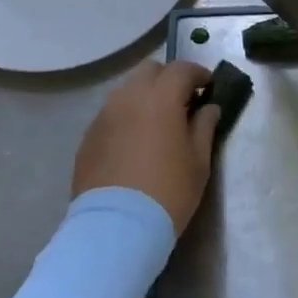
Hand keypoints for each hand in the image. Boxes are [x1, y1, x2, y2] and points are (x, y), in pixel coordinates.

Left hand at [73, 59, 217, 233]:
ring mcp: (104, 115)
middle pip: (150, 70)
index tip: (208, 87)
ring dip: (145, 96)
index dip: (198, 74)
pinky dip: (126, 117)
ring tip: (156, 122)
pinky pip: (112, 114)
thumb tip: (209, 108)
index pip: (181, 69)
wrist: (116, 228)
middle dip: (168, 78)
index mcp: (160, 97)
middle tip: (182, 101)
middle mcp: (129, 96)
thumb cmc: (168, 192)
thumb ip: (205, 127)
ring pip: (127, 90)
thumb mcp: (198, 161)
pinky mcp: (88, 136)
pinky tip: (134, 142)